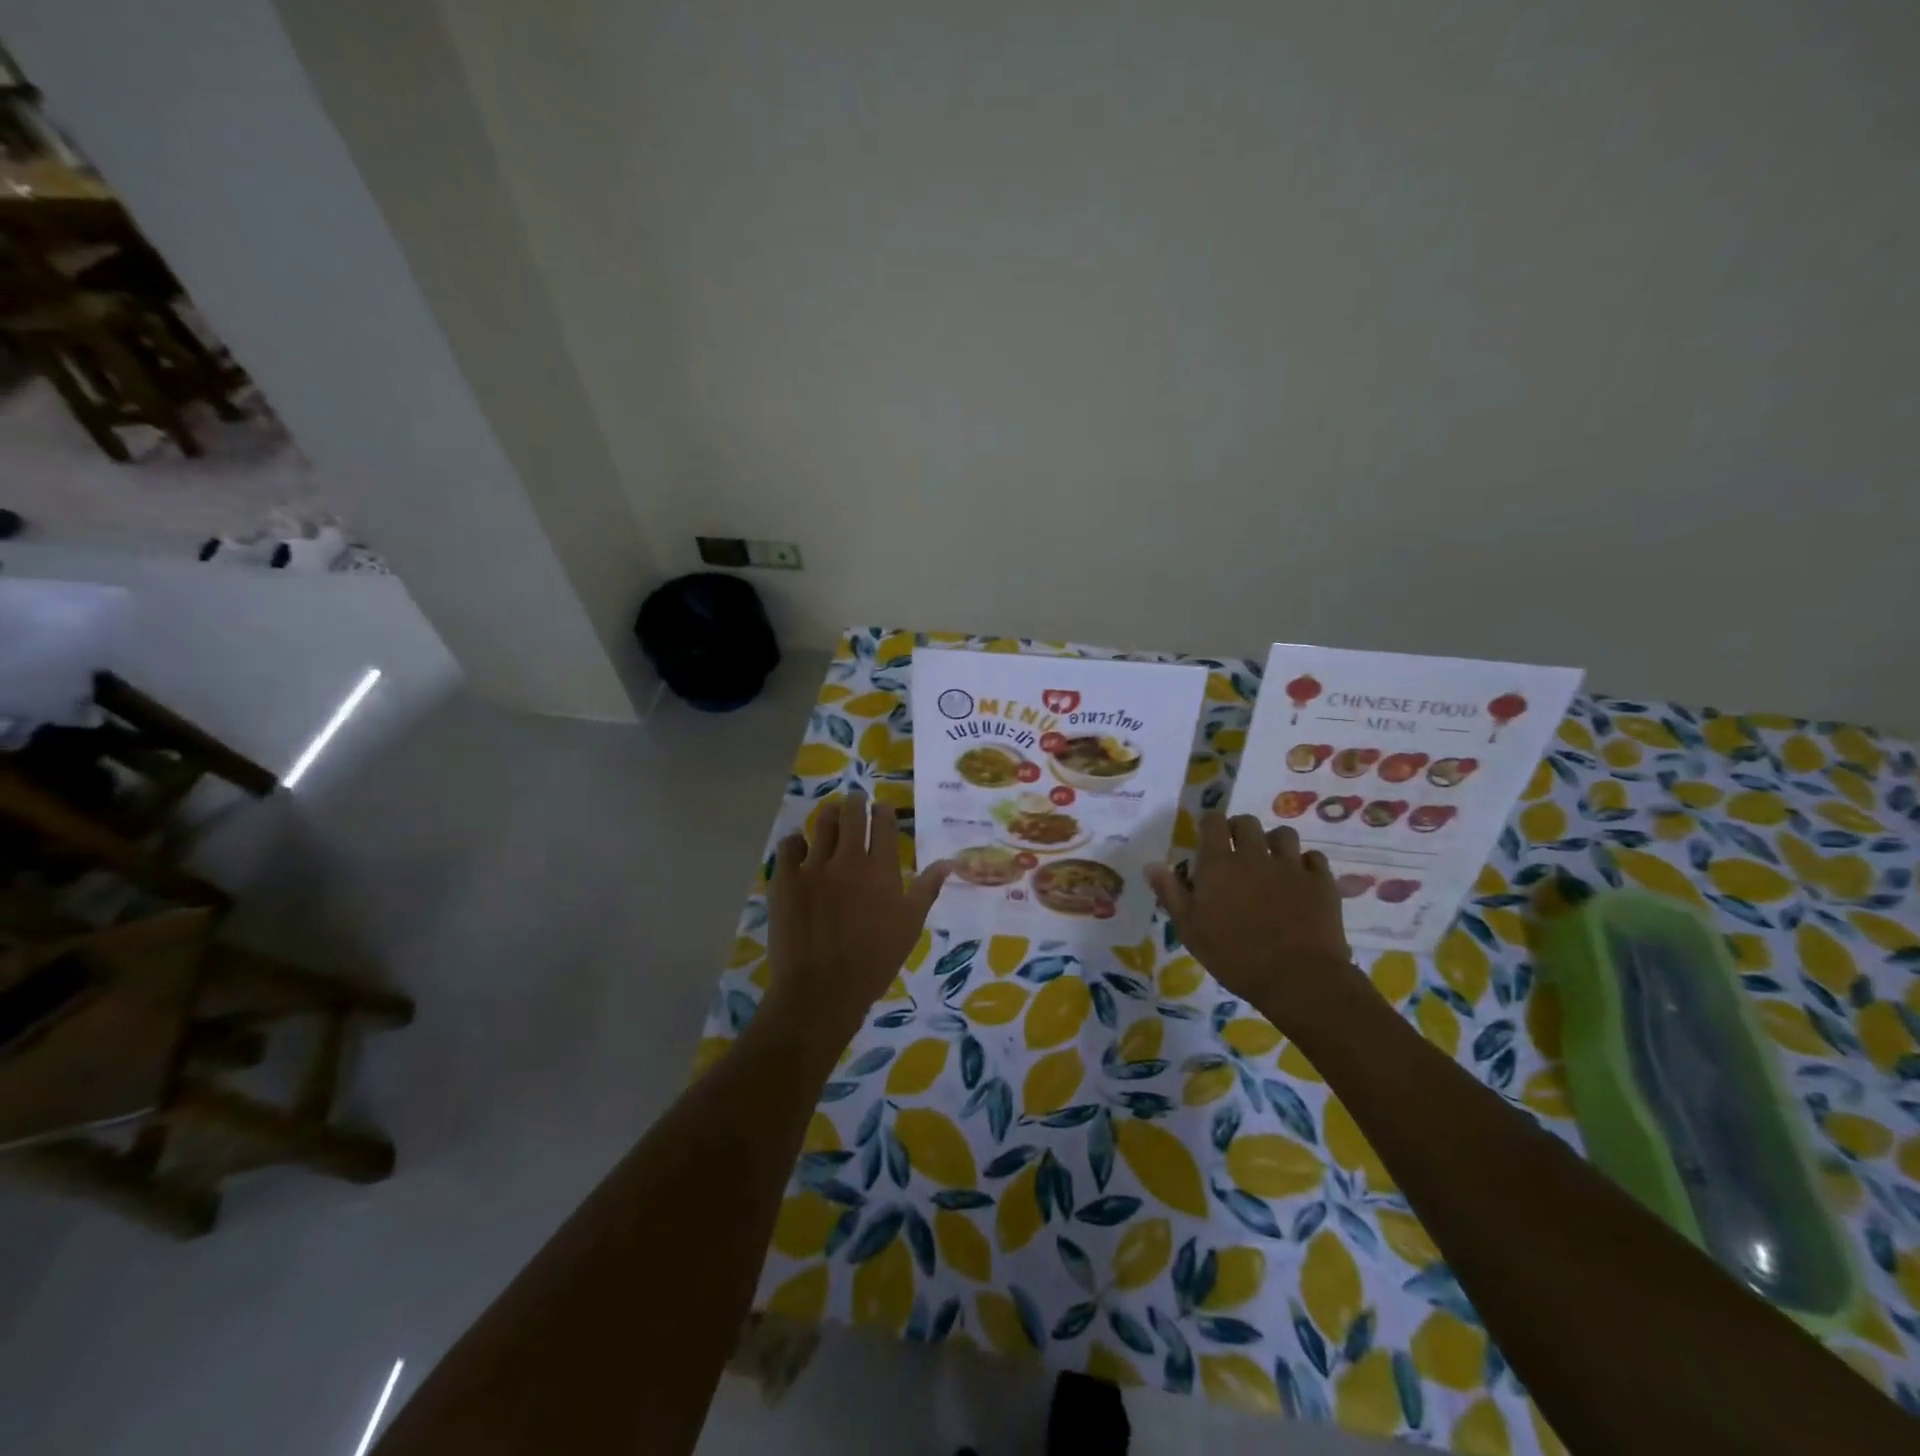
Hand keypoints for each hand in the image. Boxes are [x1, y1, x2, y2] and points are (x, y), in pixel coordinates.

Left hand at [765, 792, 950, 1046]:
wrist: (822, 991)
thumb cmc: (874, 962)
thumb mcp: (910, 926)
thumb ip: (927, 889)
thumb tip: (949, 862)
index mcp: (882, 870)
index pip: (884, 824)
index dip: (883, 811)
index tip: (882, 809)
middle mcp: (849, 860)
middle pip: (851, 814)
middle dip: (855, 802)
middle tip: (855, 800)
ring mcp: (814, 867)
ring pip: (821, 823)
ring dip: (828, 814)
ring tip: (830, 814)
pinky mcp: (786, 880)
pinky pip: (789, 846)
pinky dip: (796, 842)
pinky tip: (799, 847)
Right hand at [1144, 812, 1354, 1024]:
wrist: (1297, 977)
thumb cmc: (1234, 955)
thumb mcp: (1190, 929)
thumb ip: (1170, 893)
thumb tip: (1151, 864)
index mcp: (1219, 863)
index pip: (1213, 822)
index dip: (1210, 824)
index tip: (1208, 836)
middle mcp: (1254, 855)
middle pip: (1247, 822)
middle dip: (1240, 830)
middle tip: (1237, 850)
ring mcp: (1291, 866)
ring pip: (1283, 834)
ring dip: (1274, 842)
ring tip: (1271, 861)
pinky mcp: (1321, 882)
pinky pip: (1313, 858)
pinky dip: (1305, 864)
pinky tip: (1300, 879)